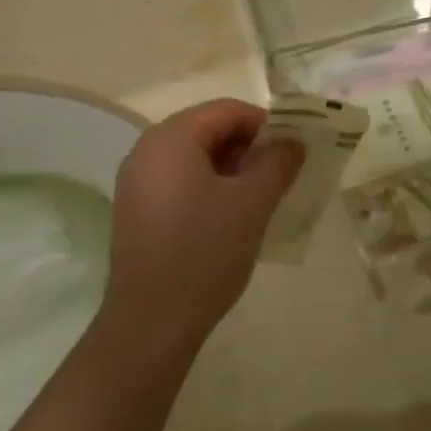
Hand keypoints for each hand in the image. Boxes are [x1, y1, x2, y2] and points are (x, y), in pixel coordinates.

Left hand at [101, 100, 301, 349]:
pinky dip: (209, 187)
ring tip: (262, 196)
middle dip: (249, 147)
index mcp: (171, 139)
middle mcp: (146, 151)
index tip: (293, 150)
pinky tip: (231, 216)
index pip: (226, 110)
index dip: (265, 124)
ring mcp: (137, 183)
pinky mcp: (136, 211)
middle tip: (282, 174)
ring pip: (194, 159)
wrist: (153, 320)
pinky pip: (179, 182)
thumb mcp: (252, 203)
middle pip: (207, 130)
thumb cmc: (205, 252)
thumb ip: (277, 163)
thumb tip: (294, 142)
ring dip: (232, 169)